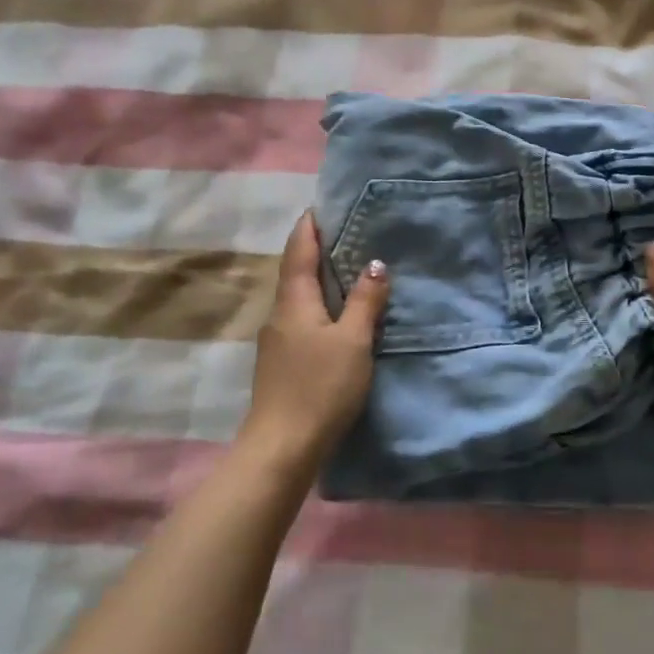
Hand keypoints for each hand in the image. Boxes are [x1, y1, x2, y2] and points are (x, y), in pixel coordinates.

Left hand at [240, 212, 390, 471]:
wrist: (281, 449)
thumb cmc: (319, 387)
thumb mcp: (353, 341)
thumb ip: (365, 301)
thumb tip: (375, 263)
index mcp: (294, 301)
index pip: (299, 249)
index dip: (311, 225)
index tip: (326, 204)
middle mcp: (280, 314)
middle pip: (296, 270)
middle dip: (318, 249)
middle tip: (349, 232)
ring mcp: (277, 340)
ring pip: (299, 297)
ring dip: (320, 279)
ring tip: (350, 269)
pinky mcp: (282, 363)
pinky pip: (302, 319)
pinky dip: (320, 305)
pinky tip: (338, 315)